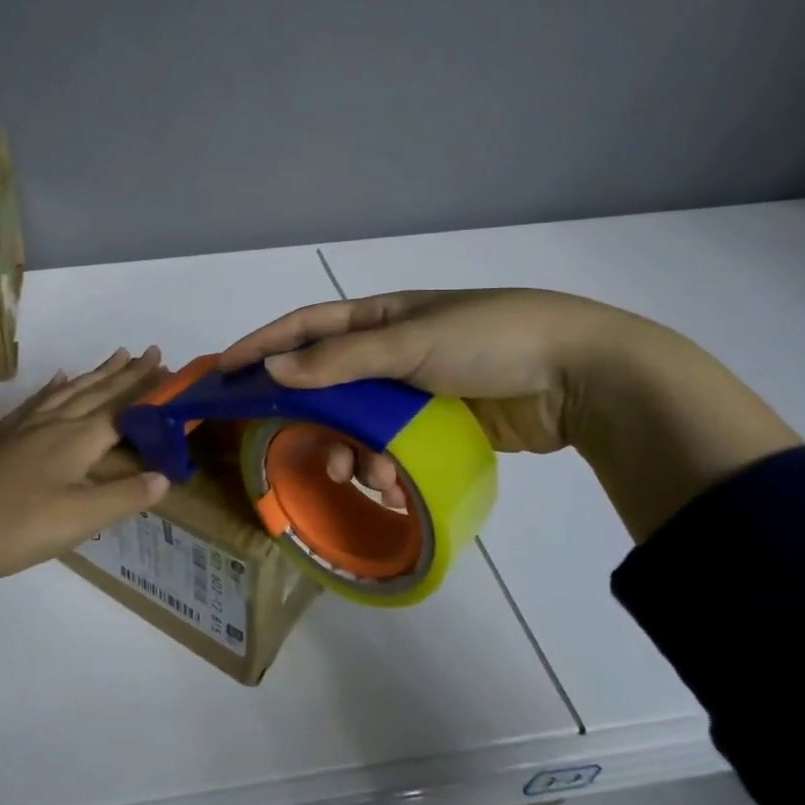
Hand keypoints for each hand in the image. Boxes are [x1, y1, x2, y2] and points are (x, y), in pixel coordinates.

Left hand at [0, 349, 171, 614]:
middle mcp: (54, 423)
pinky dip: (53, 388)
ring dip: (94, 374)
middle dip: (126, 373)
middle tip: (149, 352)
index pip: (122, 408)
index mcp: (78, 439)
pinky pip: (36, 401)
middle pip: (96, 391)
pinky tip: (56, 381)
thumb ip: (123, 496)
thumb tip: (165, 476)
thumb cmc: (14, 526)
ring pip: (68, 391)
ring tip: (113, 357)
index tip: (169, 367)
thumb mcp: (78, 519)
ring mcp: (23, 427)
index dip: (148, 390)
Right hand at [218, 290, 625, 504]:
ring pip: (358, 425)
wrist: (580, 375)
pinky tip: (392, 486)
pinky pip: (391, 449)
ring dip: (351, 452)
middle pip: (327, 384)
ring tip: (362, 476)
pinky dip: (385, 468)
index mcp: (381, 318)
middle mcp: (391, 352)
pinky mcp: (436, 427)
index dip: (263, 345)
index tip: (224, 371)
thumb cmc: (489, 339)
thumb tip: (273, 369)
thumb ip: (340, 359)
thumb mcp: (409, 341)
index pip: (306, 327)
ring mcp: (414, 392)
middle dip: (309, 418)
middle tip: (291, 447)